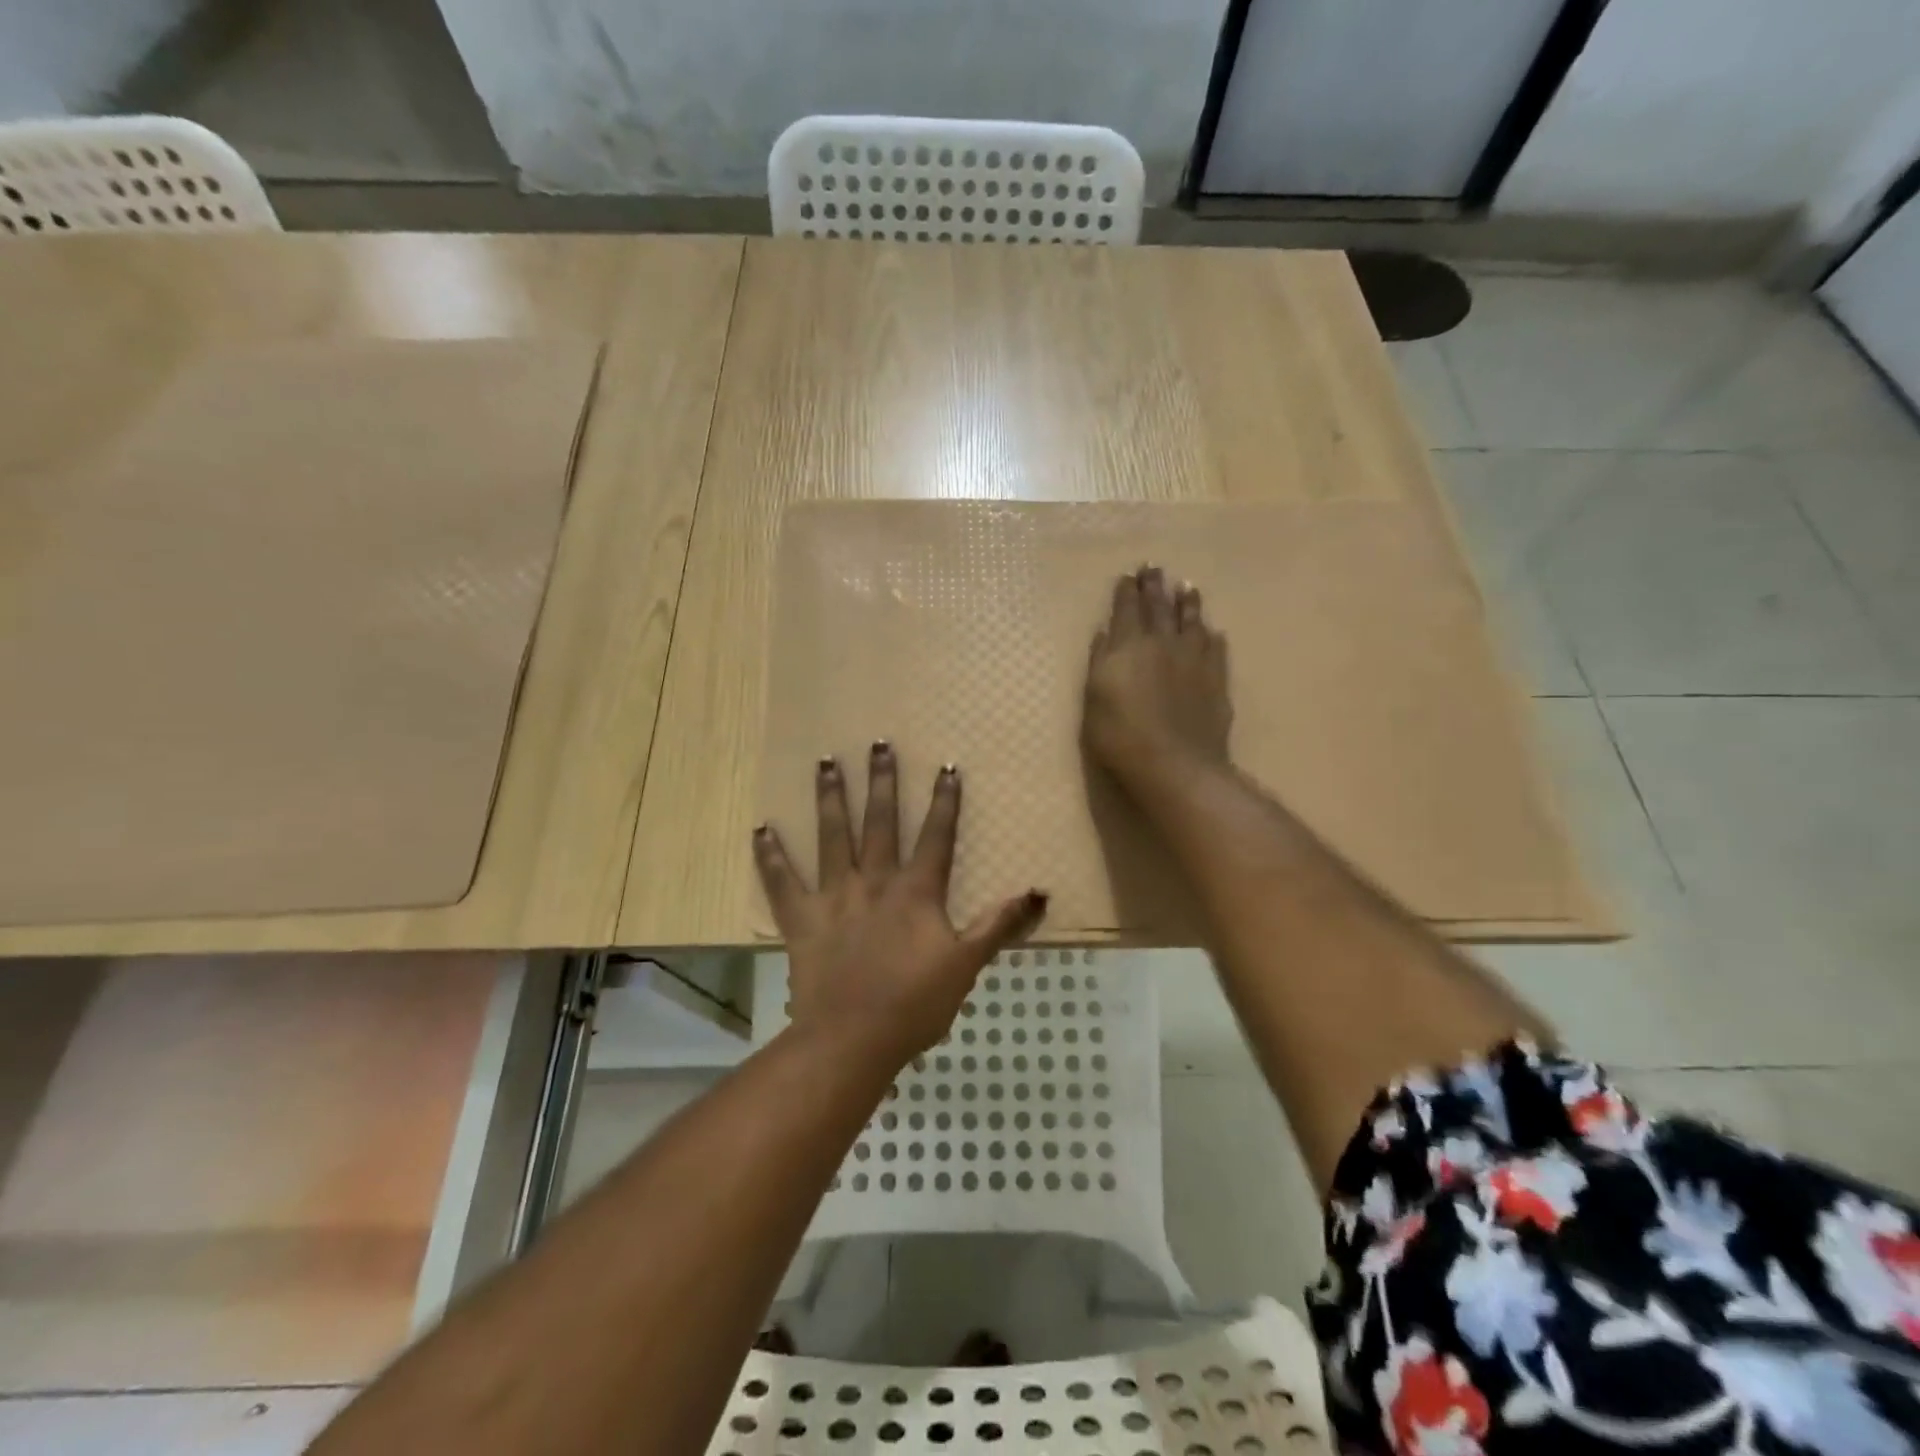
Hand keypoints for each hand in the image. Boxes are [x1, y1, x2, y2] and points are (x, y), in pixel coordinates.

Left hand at [754, 744, 1048, 1062]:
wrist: (852, 1039)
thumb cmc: (915, 1004)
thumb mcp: (967, 964)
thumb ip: (1000, 924)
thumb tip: (1040, 892)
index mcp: (916, 892)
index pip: (936, 837)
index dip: (944, 802)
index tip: (946, 767)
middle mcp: (874, 882)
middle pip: (880, 823)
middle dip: (882, 782)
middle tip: (877, 743)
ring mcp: (834, 897)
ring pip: (832, 837)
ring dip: (830, 798)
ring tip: (826, 762)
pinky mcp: (801, 919)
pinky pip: (781, 882)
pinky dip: (770, 856)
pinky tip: (760, 828)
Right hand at [1083, 565, 1232, 790]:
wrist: (1175, 764)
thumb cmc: (1120, 735)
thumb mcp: (1094, 699)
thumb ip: (1100, 661)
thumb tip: (1105, 633)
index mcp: (1129, 646)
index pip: (1127, 610)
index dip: (1127, 591)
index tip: (1129, 575)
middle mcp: (1163, 644)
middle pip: (1159, 608)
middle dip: (1155, 587)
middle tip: (1155, 567)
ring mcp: (1194, 660)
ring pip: (1192, 622)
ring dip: (1188, 602)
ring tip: (1187, 586)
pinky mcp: (1216, 680)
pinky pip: (1216, 649)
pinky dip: (1212, 637)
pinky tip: (1214, 631)